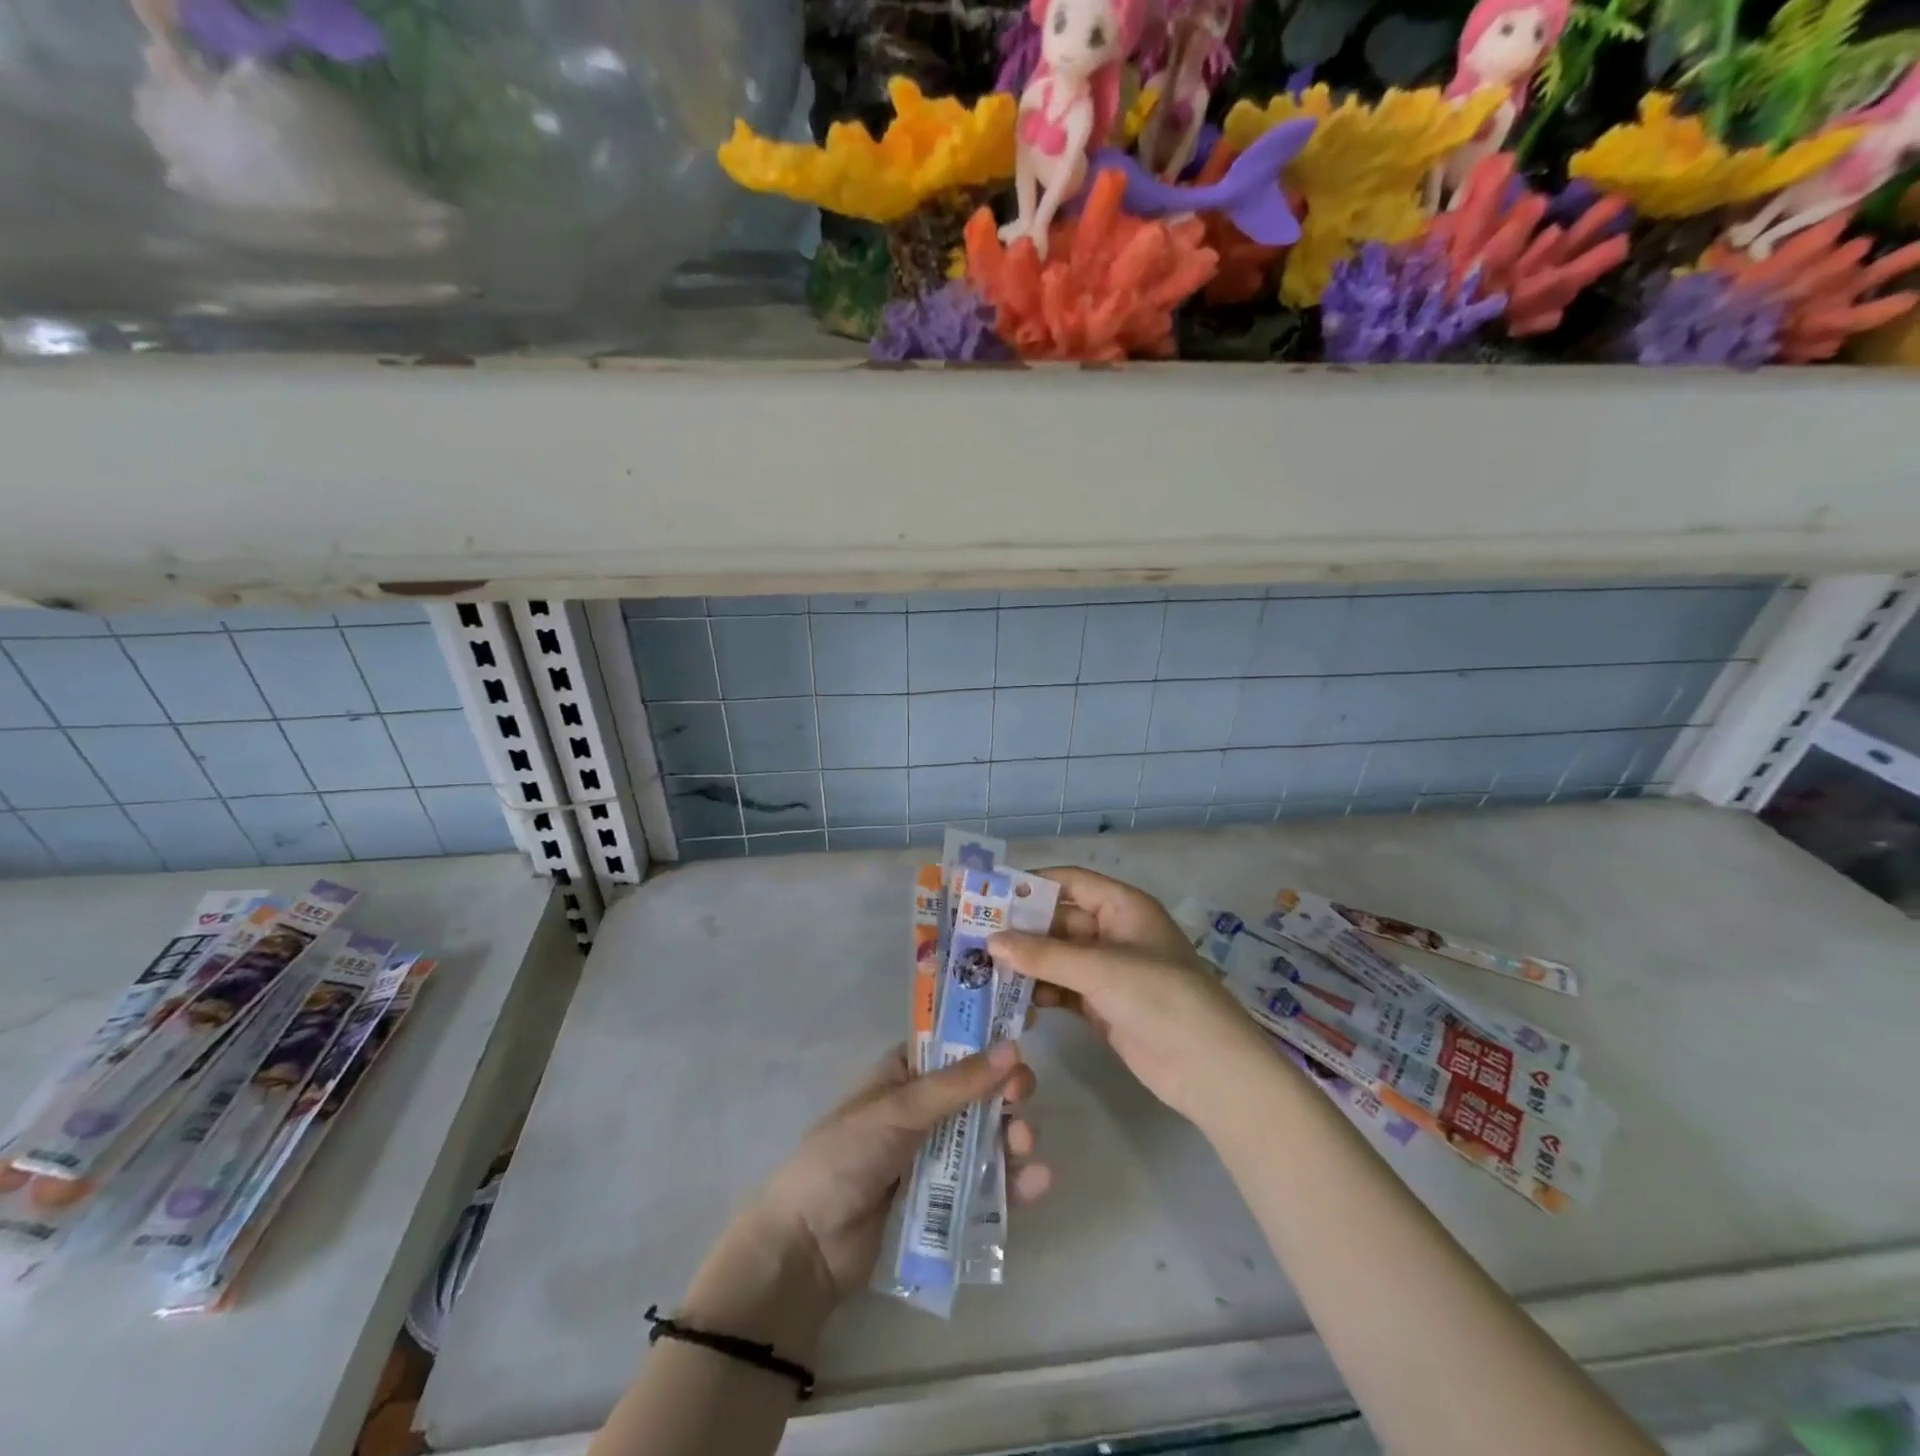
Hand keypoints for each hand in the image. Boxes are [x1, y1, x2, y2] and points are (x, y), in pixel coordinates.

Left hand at [749, 1042, 1049, 1304]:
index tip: (1024, 1035)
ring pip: (987, 1137)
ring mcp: (936, 1156)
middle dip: (1006, 1092)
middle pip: (979, 1092)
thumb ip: (957, 1084)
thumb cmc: (845, 1158)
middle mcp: (924, 1109)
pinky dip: (1014, 1181)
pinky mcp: (946, 1202)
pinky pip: (988, 1185)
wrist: (809, 1248)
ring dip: (1012, 1135)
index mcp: (905, 1074)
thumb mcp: (899, 1111)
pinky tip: (1038, 1181)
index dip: (988, 1040)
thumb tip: (1012, 1046)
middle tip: (1022, 1098)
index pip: (953, 1045)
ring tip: (1024, 1144)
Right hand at [991, 867, 1273, 1126]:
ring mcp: (1108, 971)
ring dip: (1025, 964)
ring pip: (1056, 957)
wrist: (1210, 1069)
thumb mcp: (1101, 970)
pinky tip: (1009, 1001)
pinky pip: (1061, 989)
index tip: (988, 893)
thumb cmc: (1161, 998)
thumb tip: (992, 940)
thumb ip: (1044, 955)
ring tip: (981, 970)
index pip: (1069, 881)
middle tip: (972, 937)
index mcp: (1122, 906)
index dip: (1030, 884)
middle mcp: (1113, 932)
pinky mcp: (1102, 1005)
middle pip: (1058, 920)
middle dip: (1020, 929)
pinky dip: (1038, 993)